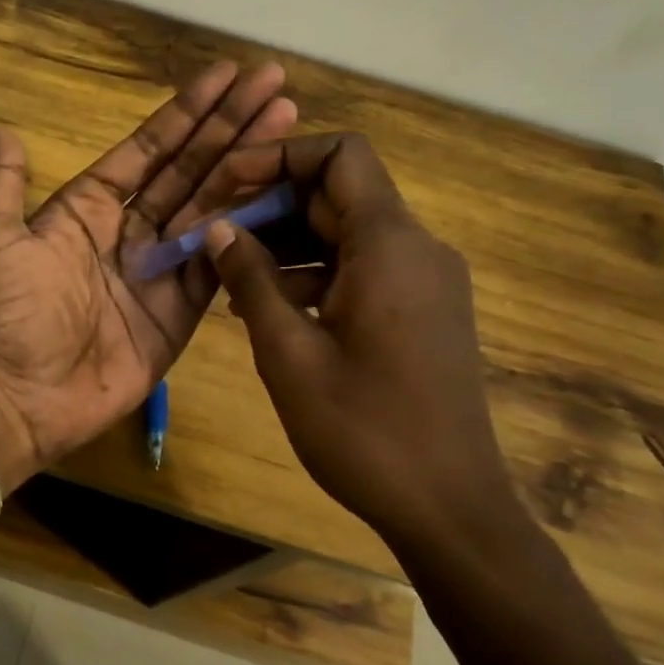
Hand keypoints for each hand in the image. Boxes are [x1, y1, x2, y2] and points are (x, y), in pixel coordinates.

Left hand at [0, 61, 296, 485]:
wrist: (23, 397)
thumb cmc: (8, 315)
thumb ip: (4, 188)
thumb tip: (3, 131)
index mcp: (90, 206)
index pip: (149, 147)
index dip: (187, 111)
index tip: (227, 74)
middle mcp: (131, 229)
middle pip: (190, 167)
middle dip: (231, 125)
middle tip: (275, 84)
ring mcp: (161, 268)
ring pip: (213, 206)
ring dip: (250, 164)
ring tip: (290, 122)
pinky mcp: (183, 309)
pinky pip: (221, 261)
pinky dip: (250, 229)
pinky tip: (283, 193)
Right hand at [200, 134, 515, 543]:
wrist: (450, 508)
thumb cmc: (363, 429)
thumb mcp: (287, 352)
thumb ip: (250, 279)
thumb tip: (218, 227)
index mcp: (389, 245)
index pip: (341, 155)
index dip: (280, 156)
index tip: (227, 183)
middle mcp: (416, 248)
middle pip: (339, 194)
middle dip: (271, 205)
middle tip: (213, 234)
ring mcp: (424, 281)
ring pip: (346, 233)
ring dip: (287, 243)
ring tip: (228, 276)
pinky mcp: (422, 312)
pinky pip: (362, 269)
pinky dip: (314, 274)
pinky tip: (270, 308)